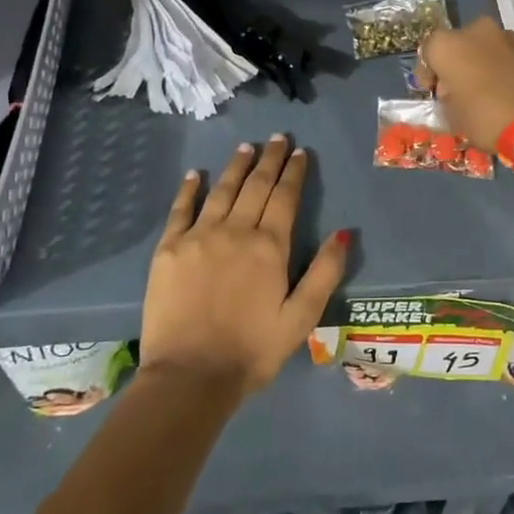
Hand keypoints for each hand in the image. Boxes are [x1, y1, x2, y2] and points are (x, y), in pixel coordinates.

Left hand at [140, 136, 348, 396]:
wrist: (190, 376)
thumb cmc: (252, 350)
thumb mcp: (302, 318)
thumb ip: (325, 272)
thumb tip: (344, 232)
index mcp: (269, 247)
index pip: (285, 197)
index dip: (294, 172)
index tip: (300, 152)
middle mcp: (235, 231)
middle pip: (255, 185)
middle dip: (269, 159)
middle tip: (277, 138)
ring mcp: (198, 237)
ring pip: (221, 190)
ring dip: (235, 166)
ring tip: (246, 147)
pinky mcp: (169, 250)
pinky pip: (180, 210)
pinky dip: (189, 190)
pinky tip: (195, 175)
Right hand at [418, 17, 513, 163]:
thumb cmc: (486, 117)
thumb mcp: (454, 116)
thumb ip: (448, 98)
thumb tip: (453, 92)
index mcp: (447, 44)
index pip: (427, 53)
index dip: (428, 74)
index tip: (432, 92)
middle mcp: (474, 30)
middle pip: (457, 46)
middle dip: (455, 65)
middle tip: (457, 91)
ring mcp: (505, 35)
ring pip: (483, 48)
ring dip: (479, 64)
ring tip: (484, 92)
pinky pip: (505, 55)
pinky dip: (501, 68)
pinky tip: (505, 90)